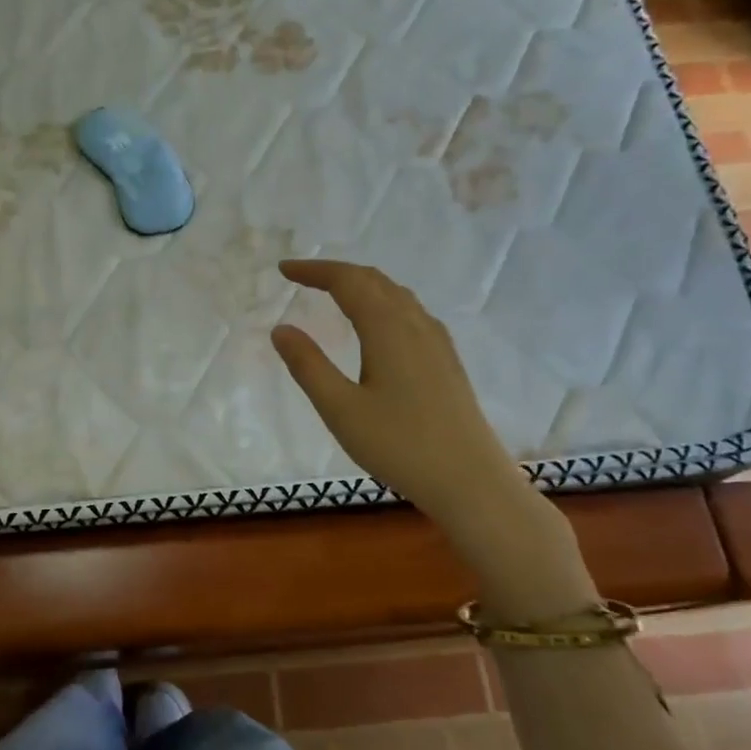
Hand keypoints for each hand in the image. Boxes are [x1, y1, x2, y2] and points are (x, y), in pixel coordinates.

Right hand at [272, 260, 574, 584]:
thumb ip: (308, 366)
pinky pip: (410, 313)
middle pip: (374, 280)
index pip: (348, 281)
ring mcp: (436, 341)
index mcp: (388, 329)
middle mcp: (415, 324)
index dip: (314, 270)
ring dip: (361, 285)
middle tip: (302, 278)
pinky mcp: (446, 360)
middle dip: (336, 273)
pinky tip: (378, 325)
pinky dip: (382, 303)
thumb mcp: (340, 409)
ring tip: (333, 293)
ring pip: (396, 295)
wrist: (469, 479)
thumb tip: (281, 329)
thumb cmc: (399, 445)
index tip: (284, 270)